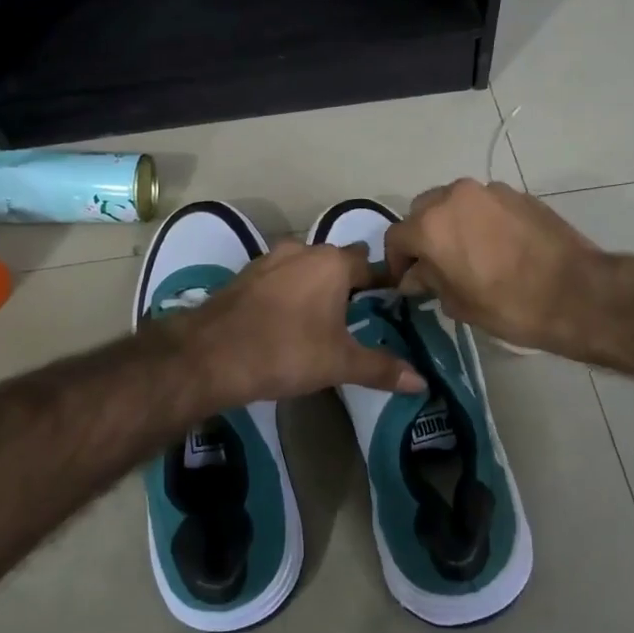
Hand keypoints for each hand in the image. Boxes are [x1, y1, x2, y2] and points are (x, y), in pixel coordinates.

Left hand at [166, 239, 424, 408]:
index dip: (383, 283)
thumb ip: (381, 368)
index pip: (371, 265)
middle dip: (349, 282)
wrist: (210, 354)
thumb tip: (422, 382)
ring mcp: (270, 259)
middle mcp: (303, 250)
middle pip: (337, 260)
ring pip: (305, 266)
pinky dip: (288, 291)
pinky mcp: (245, 274)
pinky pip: (278, 277)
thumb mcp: (339, 363)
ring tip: (322, 317)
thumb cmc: (286, 352)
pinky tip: (286, 318)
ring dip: (315, 284)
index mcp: (333, 263)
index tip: (390, 304)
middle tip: (358, 314)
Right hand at [384, 180, 603, 352]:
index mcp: (431, 226)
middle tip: (435, 264)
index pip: (396, 236)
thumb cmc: (508, 305)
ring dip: (451, 223)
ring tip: (467, 252)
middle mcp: (454, 197)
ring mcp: (488, 191)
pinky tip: (496, 245)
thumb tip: (414, 275)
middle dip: (422, 235)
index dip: (396, 260)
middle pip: (422, 211)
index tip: (406, 279)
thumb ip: (429, 281)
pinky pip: (484, 204)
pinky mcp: (517, 193)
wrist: (575, 292)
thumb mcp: (458, 303)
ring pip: (454, 202)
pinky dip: (480, 220)